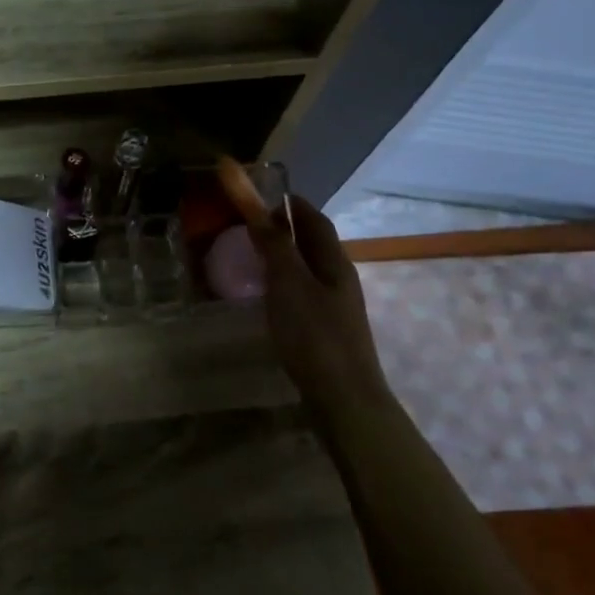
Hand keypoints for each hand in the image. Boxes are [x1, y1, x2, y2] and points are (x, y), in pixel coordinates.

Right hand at [247, 194, 395, 414]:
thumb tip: (259, 210)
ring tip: (253, 258)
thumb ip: (274, 246)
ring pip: (309, 269)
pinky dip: (284, 282)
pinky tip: (268, 297)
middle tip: (250, 227)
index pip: (314, 220)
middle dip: (286, 229)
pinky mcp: (327, 329)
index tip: (262, 196)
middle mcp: (340, 278)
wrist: (344, 398)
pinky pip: (304, 292)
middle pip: (314, 243)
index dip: (290, 205)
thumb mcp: (288, 284)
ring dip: (284, 256)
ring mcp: (336, 306)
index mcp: (334, 262)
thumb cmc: (314, 335)